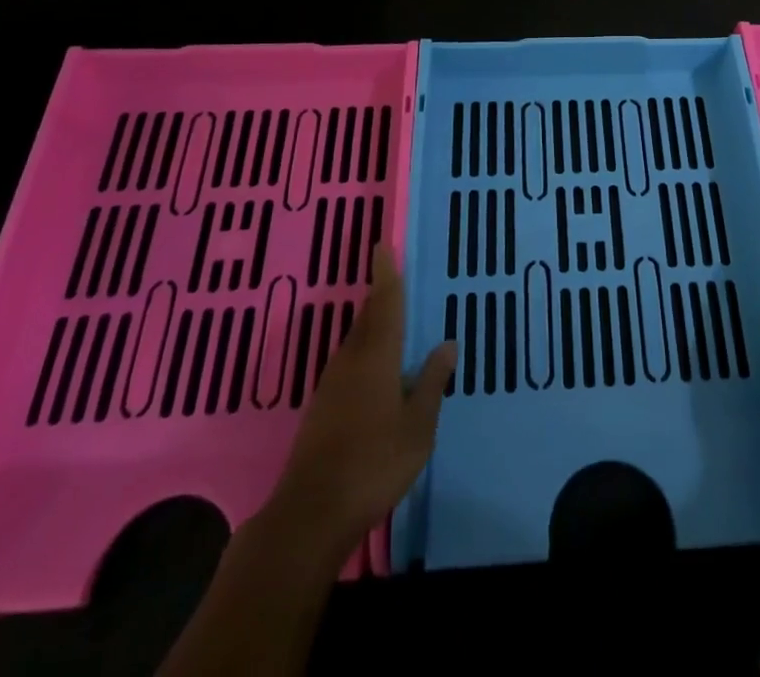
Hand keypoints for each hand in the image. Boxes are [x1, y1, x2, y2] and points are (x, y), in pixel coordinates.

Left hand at [248, 245, 456, 562]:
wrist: (311, 513)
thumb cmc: (374, 464)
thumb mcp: (418, 426)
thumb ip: (432, 383)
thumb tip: (448, 344)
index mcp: (377, 357)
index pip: (385, 304)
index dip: (385, 274)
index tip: (382, 245)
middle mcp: (351, 361)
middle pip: (367, 318)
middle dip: (380, 296)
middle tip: (392, 277)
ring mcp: (331, 384)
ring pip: (355, 341)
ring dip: (371, 324)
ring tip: (390, 319)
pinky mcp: (321, 407)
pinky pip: (348, 363)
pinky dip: (364, 351)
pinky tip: (374, 368)